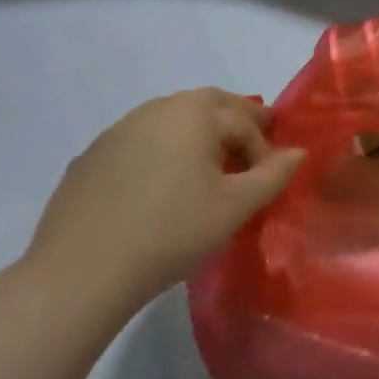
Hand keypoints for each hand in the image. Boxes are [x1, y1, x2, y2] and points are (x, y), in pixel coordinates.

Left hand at [24, 90, 305, 320]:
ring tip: (208, 172)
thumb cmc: (172, 232)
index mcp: (193, 114)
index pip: (244, 120)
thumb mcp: (237, 206)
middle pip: (207, 104)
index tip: (269, 179)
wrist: (79, 274)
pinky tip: (161, 189)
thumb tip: (298, 152)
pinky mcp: (89, 159)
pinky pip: (140, 143)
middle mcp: (154, 110)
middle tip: (251, 151)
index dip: (265, 148)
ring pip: (170, 120)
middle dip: (235, 122)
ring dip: (197, 135)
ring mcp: (115, 132)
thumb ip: (274, 174)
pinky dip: (162, 152)